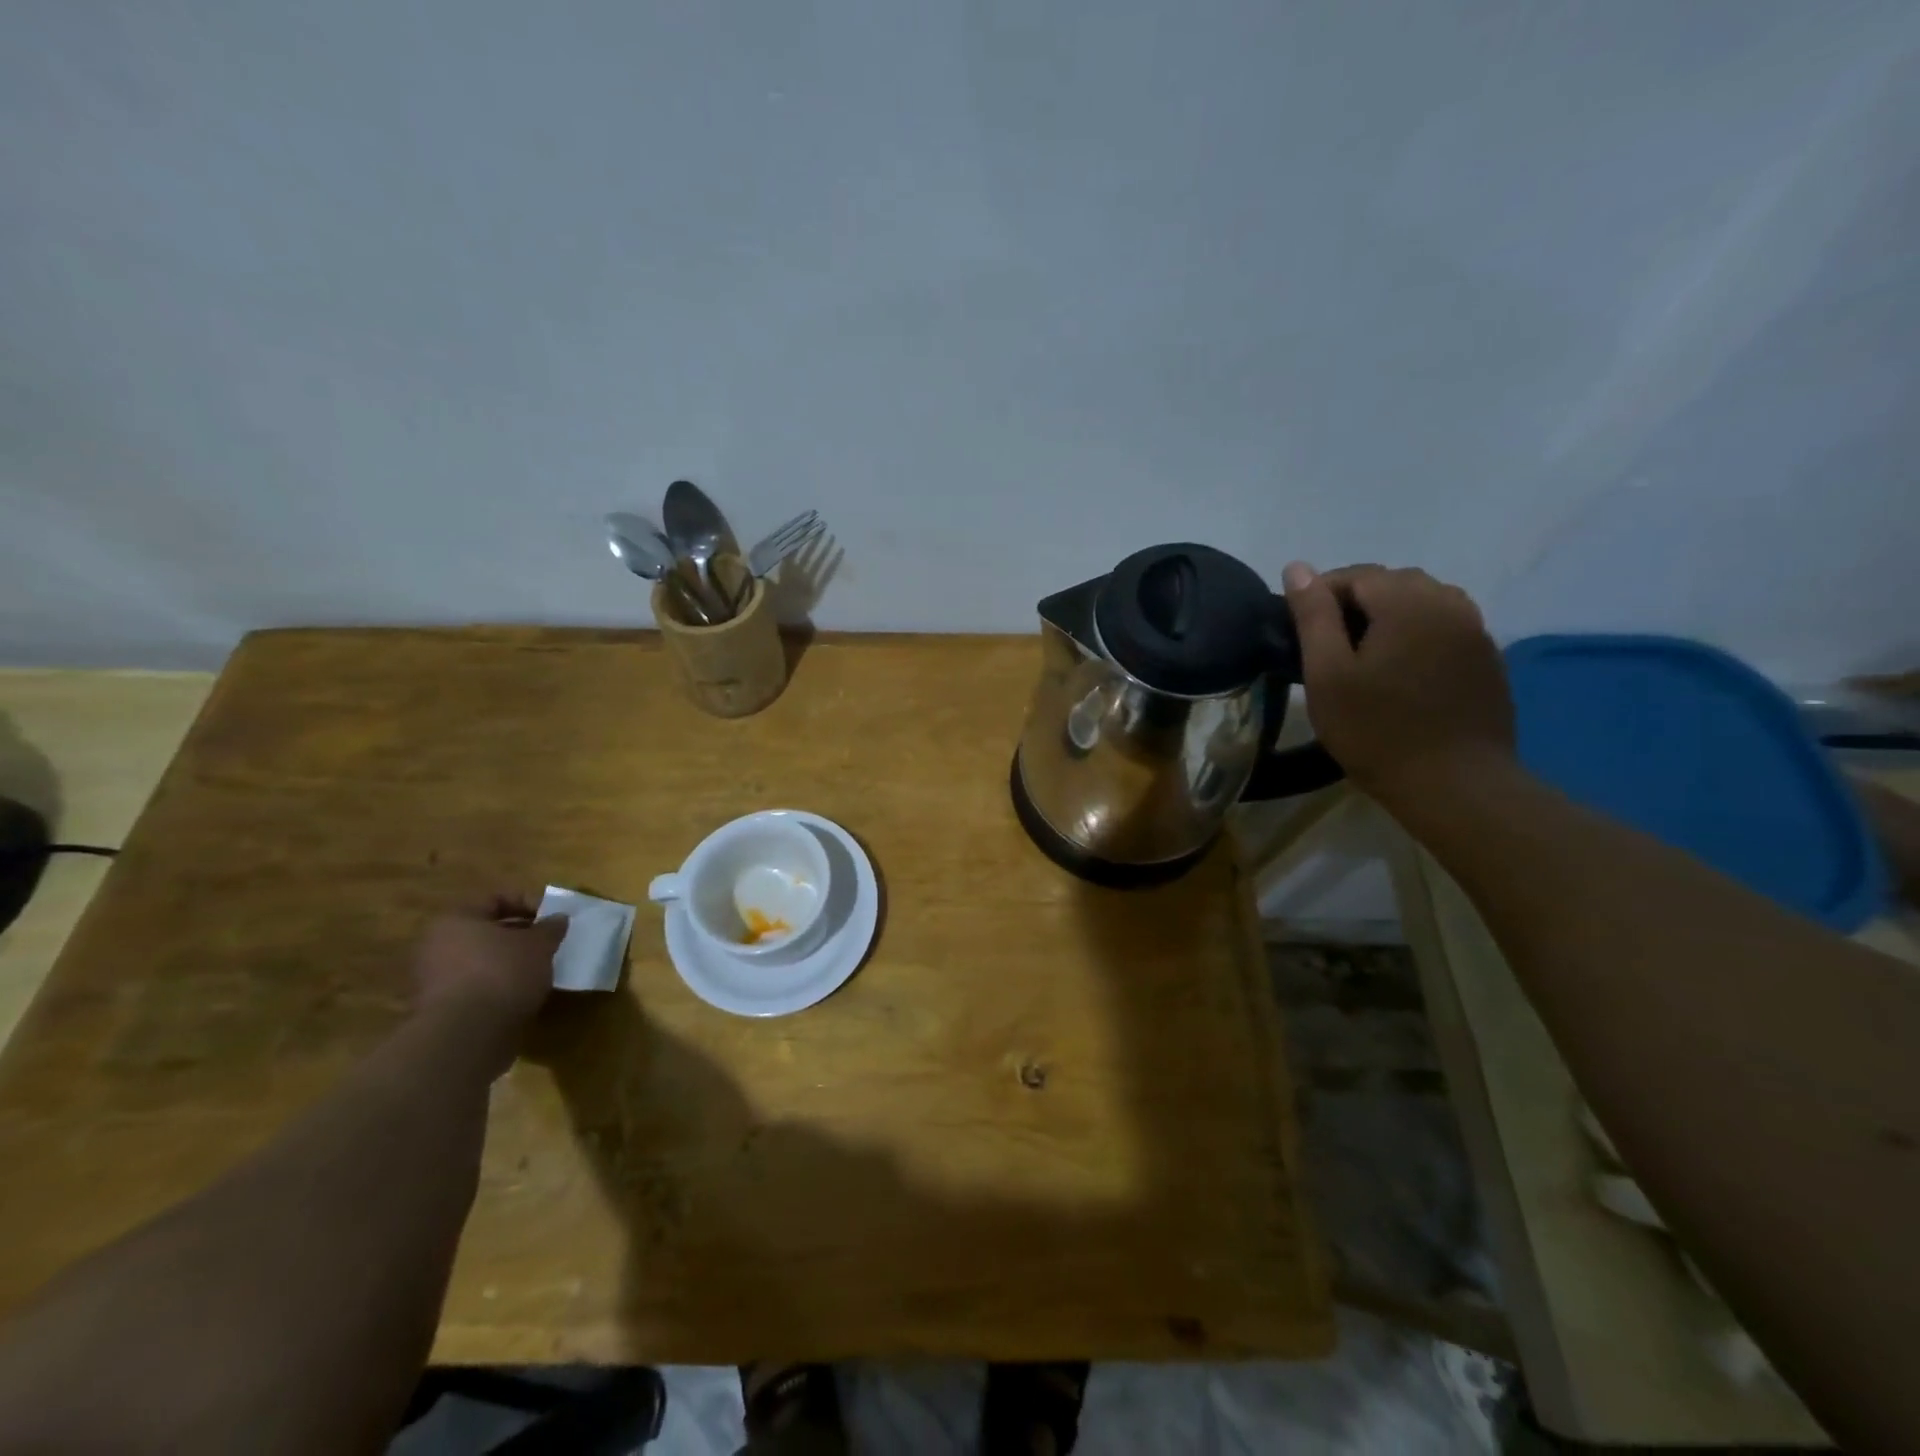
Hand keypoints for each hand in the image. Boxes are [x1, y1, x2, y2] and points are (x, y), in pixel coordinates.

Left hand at [411, 894, 565, 1035]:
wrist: (467, 1036)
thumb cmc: (503, 974)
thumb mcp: (539, 944)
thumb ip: (550, 928)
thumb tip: (558, 918)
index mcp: (455, 920)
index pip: (496, 899)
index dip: (529, 903)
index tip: (553, 918)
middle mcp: (436, 945)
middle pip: (485, 931)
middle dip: (519, 935)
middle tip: (547, 942)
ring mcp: (433, 979)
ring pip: (480, 960)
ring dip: (509, 962)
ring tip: (539, 969)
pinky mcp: (440, 1009)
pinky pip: (475, 986)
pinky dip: (498, 986)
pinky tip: (522, 993)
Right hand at [1283, 562, 1515, 804]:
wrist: (1455, 784)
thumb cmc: (1377, 731)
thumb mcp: (1327, 675)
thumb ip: (1313, 616)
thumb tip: (1297, 568)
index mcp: (1407, 602)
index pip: (1357, 574)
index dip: (1321, 594)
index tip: (1299, 630)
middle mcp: (1449, 603)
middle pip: (1393, 582)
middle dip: (1356, 602)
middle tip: (1327, 645)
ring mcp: (1476, 631)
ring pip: (1423, 602)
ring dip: (1389, 615)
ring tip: (1363, 654)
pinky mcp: (1487, 659)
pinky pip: (1445, 627)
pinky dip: (1417, 634)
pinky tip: (1400, 671)